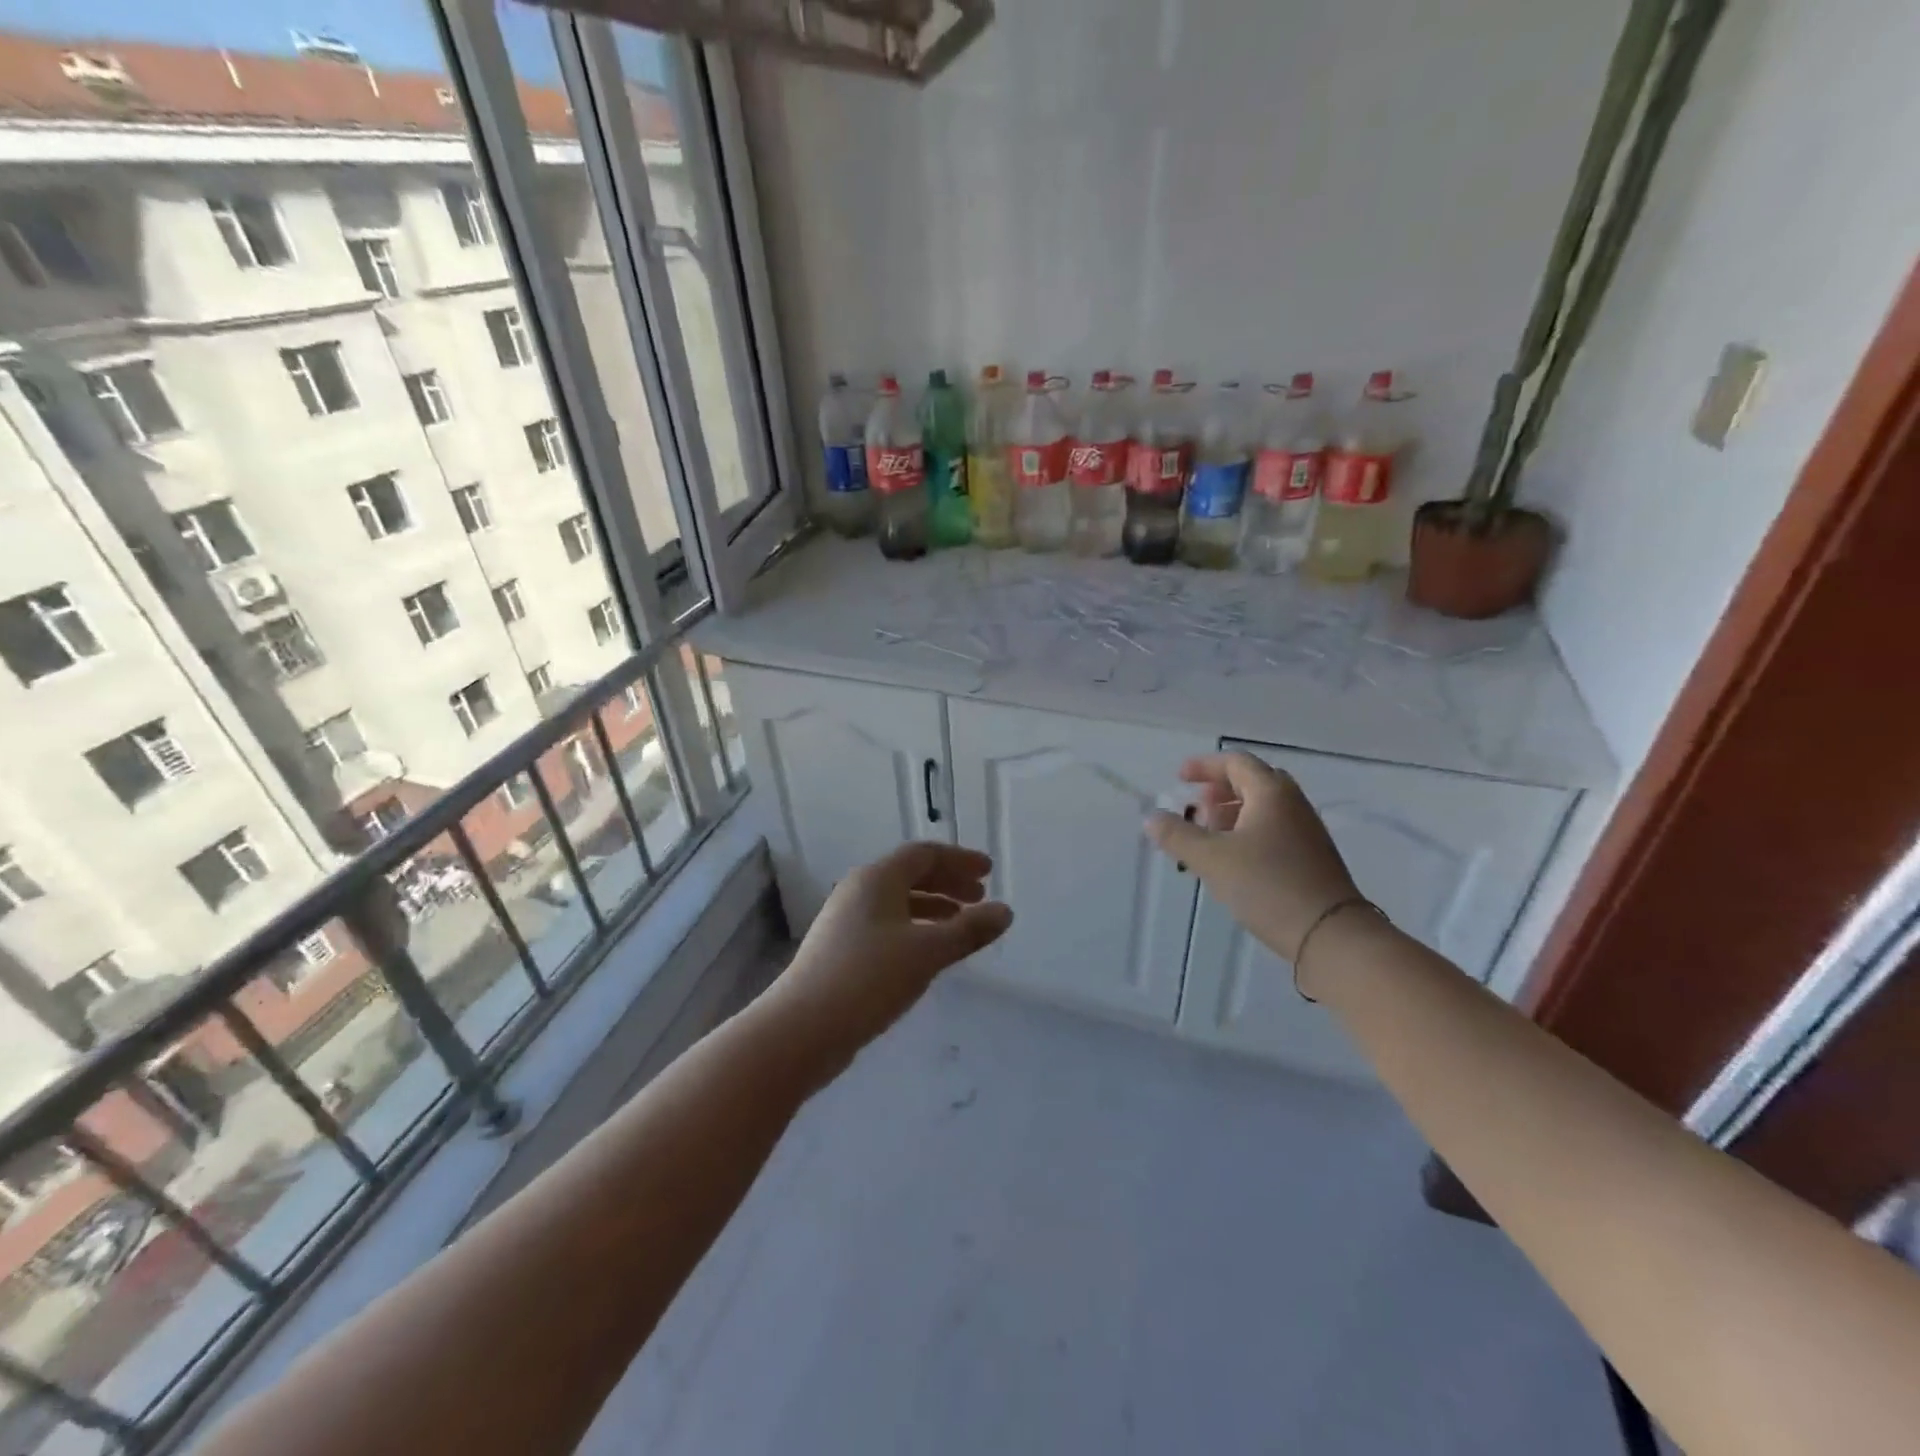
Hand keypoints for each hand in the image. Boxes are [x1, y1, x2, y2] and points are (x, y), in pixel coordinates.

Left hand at [765, 842, 1012, 1070]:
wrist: (803, 1028)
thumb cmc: (869, 978)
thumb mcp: (927, 952)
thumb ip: (969, 930)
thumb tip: (1006, 912)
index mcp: (877, 878)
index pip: (924, 854)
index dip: (960, 860)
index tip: (989, 872)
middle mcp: (859, 890)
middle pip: (910, 874)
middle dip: (948, 882)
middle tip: (980, 897)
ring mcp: (845, 920)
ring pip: (898, 902)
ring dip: (932, 907)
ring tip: (960, 925)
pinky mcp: (840, 949)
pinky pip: (887, 924)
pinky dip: (914, 928)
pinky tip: (928, 953)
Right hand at [1144, 753, 1360, 961]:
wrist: (1330, 935)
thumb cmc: (1268, 885)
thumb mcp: (1212, 859)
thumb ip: (1178, 835)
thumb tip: (1151, 818)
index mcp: (1271, 793)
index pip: (1236, 763)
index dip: (1204, 766)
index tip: (1179, 778)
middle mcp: (1293, 805)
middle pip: (1252, 782)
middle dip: (1219, 791)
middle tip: (1195, 809)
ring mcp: (1306, 832)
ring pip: (1264, 809)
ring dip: (1232, 814)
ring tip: (1208, 839)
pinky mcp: (1311, 859)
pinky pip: (1274, 831)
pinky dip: (1248, 834)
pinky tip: (1233, 862)